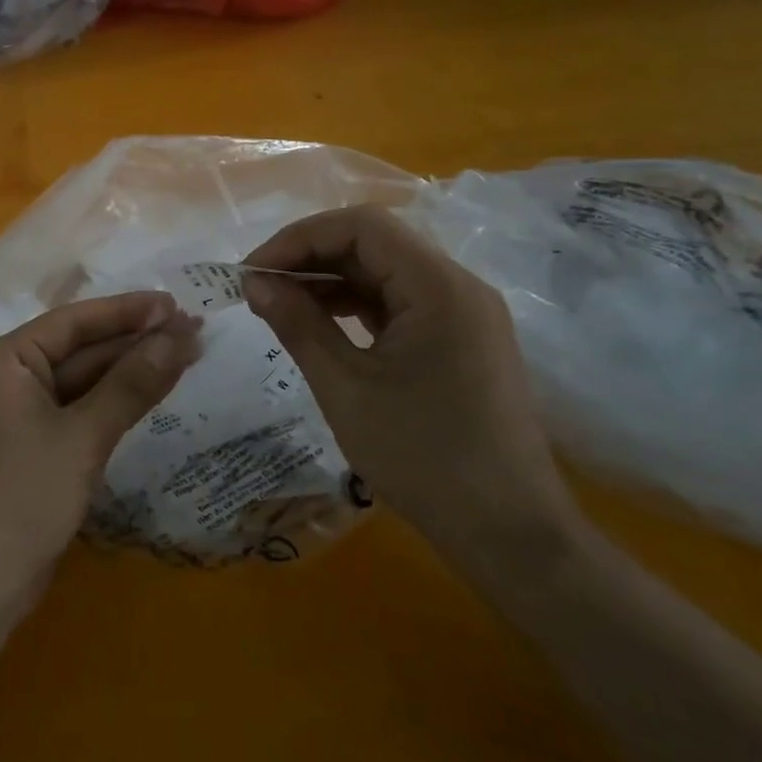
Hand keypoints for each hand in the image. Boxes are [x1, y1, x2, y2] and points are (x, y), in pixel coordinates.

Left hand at [0, 292, 201, 616]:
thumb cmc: (22, 500)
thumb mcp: (83, 438)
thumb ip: (131, 384)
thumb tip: (179, 335)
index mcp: (2, 360)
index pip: (73, 321)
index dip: (128, 311)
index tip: (176, 304)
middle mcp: (2, 377)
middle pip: (76, 350)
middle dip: (133, 343)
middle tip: (192, 332)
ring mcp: (11, 414)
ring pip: (77, 382)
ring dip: (125, 374)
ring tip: (183, 356)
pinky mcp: (24, 446)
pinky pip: (70, 411)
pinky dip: (107, 405)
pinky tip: (146, 395)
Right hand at [243, 205, 579, 563]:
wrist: (509, 534)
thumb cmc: (423, 457)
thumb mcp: (346, 388)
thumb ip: (298, 325)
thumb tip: (255, 283)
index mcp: (439, 287)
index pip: (361, 226)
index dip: (299, 239)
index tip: (253, 272)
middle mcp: (457, 287)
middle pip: (374, 244)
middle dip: (310, 258)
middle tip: (258, 290)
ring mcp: (463, 315)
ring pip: (384, 273)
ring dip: (329, 282)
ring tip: (278, 307)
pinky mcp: (459, 341)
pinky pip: (399, 305)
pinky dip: (354, 307)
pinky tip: (318, 326)